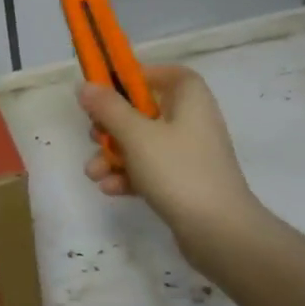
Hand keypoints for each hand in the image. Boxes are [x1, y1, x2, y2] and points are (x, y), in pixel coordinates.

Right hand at [78, 65, 267, 262]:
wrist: (219, 231)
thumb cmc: (178, 171)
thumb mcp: (136, 135)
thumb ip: (109, 108)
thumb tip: (86, 85)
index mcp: (190, 100)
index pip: (168, 74)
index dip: (138, 76)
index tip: (109, 88)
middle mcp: (193, 121)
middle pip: (146, 111)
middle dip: (112, 125)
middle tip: (94, 135)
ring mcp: (189, 154)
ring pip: (143, 144)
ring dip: (114, 155)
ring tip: (93, 173)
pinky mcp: (184, 183)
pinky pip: (150, 170)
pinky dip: (129, 176)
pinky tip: (110, 189)